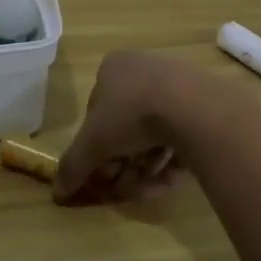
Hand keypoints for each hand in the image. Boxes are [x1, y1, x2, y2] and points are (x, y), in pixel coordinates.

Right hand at [53, 50, 193, 204]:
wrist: (193, 107)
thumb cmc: (132, 114)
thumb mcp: (93, 143)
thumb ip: (73, 166)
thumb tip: (57, 192)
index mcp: (113, 69)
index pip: (96, 112)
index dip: (95, 147)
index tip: (100, 173)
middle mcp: (143, 70)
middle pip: (126, 126)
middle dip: (122, 162)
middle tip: (122, 188)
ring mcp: (176, 86)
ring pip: (153, 134)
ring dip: (145, 167)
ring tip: (145, 190)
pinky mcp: (203, 105)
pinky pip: (180, 137)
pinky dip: (170, 162)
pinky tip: (168, 183)